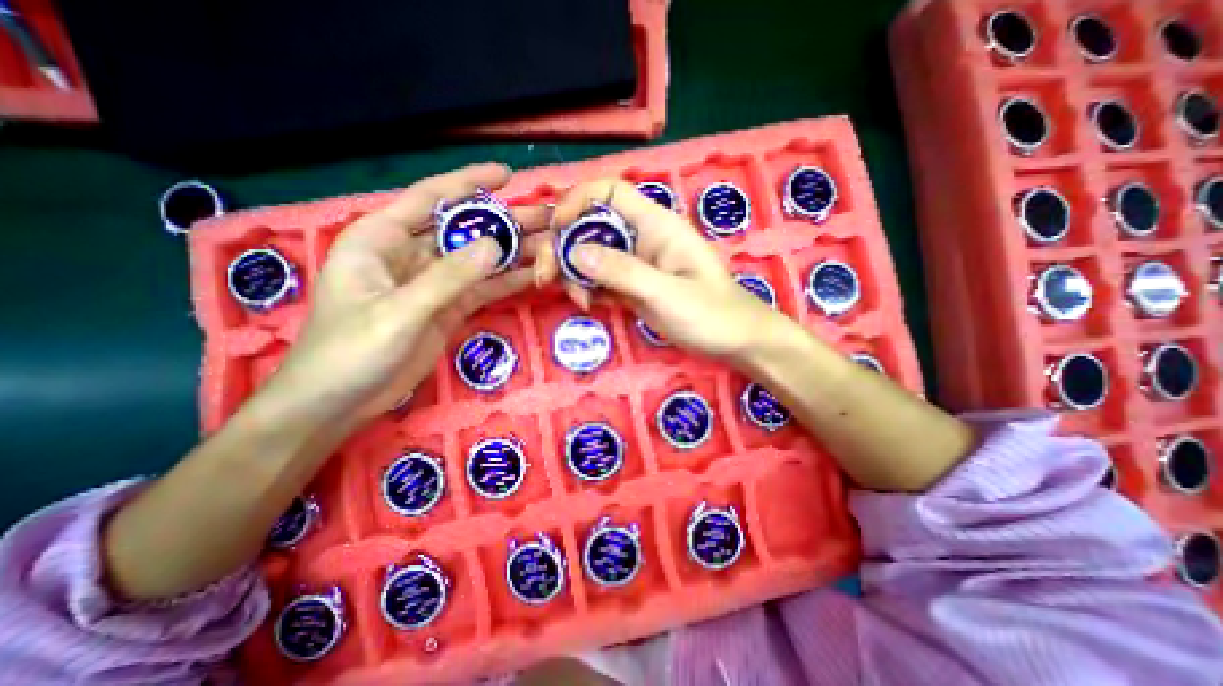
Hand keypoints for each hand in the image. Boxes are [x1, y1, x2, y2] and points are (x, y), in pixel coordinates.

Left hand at [264, 161, 548, 428]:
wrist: (340, 404)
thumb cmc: (351, 351)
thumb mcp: (399, 312)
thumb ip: (448, 278)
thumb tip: (494, 245)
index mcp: (382, 239)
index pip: (429, 198)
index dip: (468, 183)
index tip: (506, 175)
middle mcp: (410, 254)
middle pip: (464, 231)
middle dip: (504, 222)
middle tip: (547, 217)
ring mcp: (433, 283)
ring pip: (479, 261)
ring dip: (513, 253)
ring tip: (551, 245)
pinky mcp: (449, 308)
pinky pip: (483, 289)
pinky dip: (508, 282)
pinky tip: (536, 275)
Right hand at [543, 179, 782, 361]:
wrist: (735, 341)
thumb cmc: (712, 313)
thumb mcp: (667, 293)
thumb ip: (623, 271)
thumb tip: (574, 250)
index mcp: (656, 225)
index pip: (610, 191)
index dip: (578, 201)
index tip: (556, 229)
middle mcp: (642, 238)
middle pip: (590, 225)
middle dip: (564, 246)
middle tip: (547, 278)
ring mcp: (635, 264)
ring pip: (590, 254)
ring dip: (573, 273)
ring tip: (580, 301)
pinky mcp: (632, 286)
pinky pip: (599, 279)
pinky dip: (587, 289)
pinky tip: (589, 305)